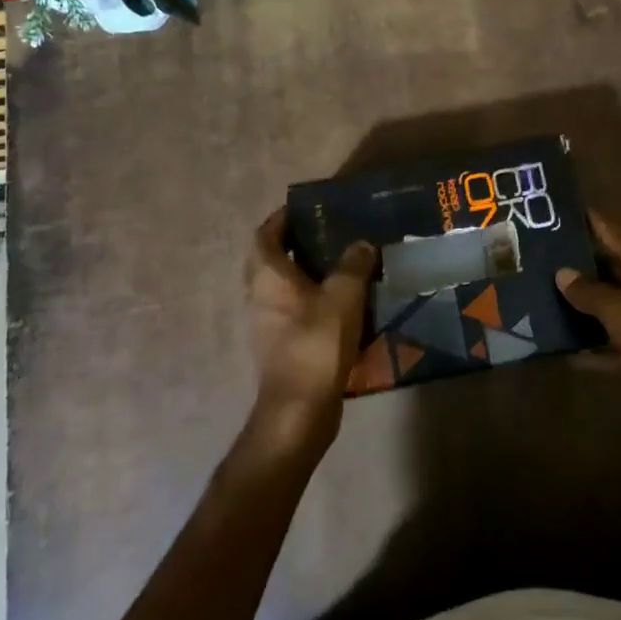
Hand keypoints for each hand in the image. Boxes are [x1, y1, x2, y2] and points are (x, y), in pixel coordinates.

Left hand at [244, 209, 375, 453]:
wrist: (300, 409)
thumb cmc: (316, 341)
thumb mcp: (344, 295)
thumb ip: (353, 264)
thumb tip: (362, 244)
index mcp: (267, 275)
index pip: (264, 234)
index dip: (280, 219)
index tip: (303, 210)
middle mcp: (258, 295)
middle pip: (268, 260)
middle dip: (291, 245)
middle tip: (324, 236)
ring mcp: (264, 324)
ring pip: (279, 288)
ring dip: (301, 275)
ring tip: (336, 267)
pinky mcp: (278, 347)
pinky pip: (290, 312)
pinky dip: (307, 302)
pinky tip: (337, 305)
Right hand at [556, 211, 620, 411]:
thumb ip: (589, 292)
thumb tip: (561, 273)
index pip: (613, 232)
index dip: (588, 220)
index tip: (557, 211)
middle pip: (611, 267)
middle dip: (578, 264)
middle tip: (539, 258)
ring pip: (613, 304)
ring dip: (585, 305)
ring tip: (545, 298)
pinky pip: (618, 341)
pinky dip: (597, 347)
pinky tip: (569, 355)